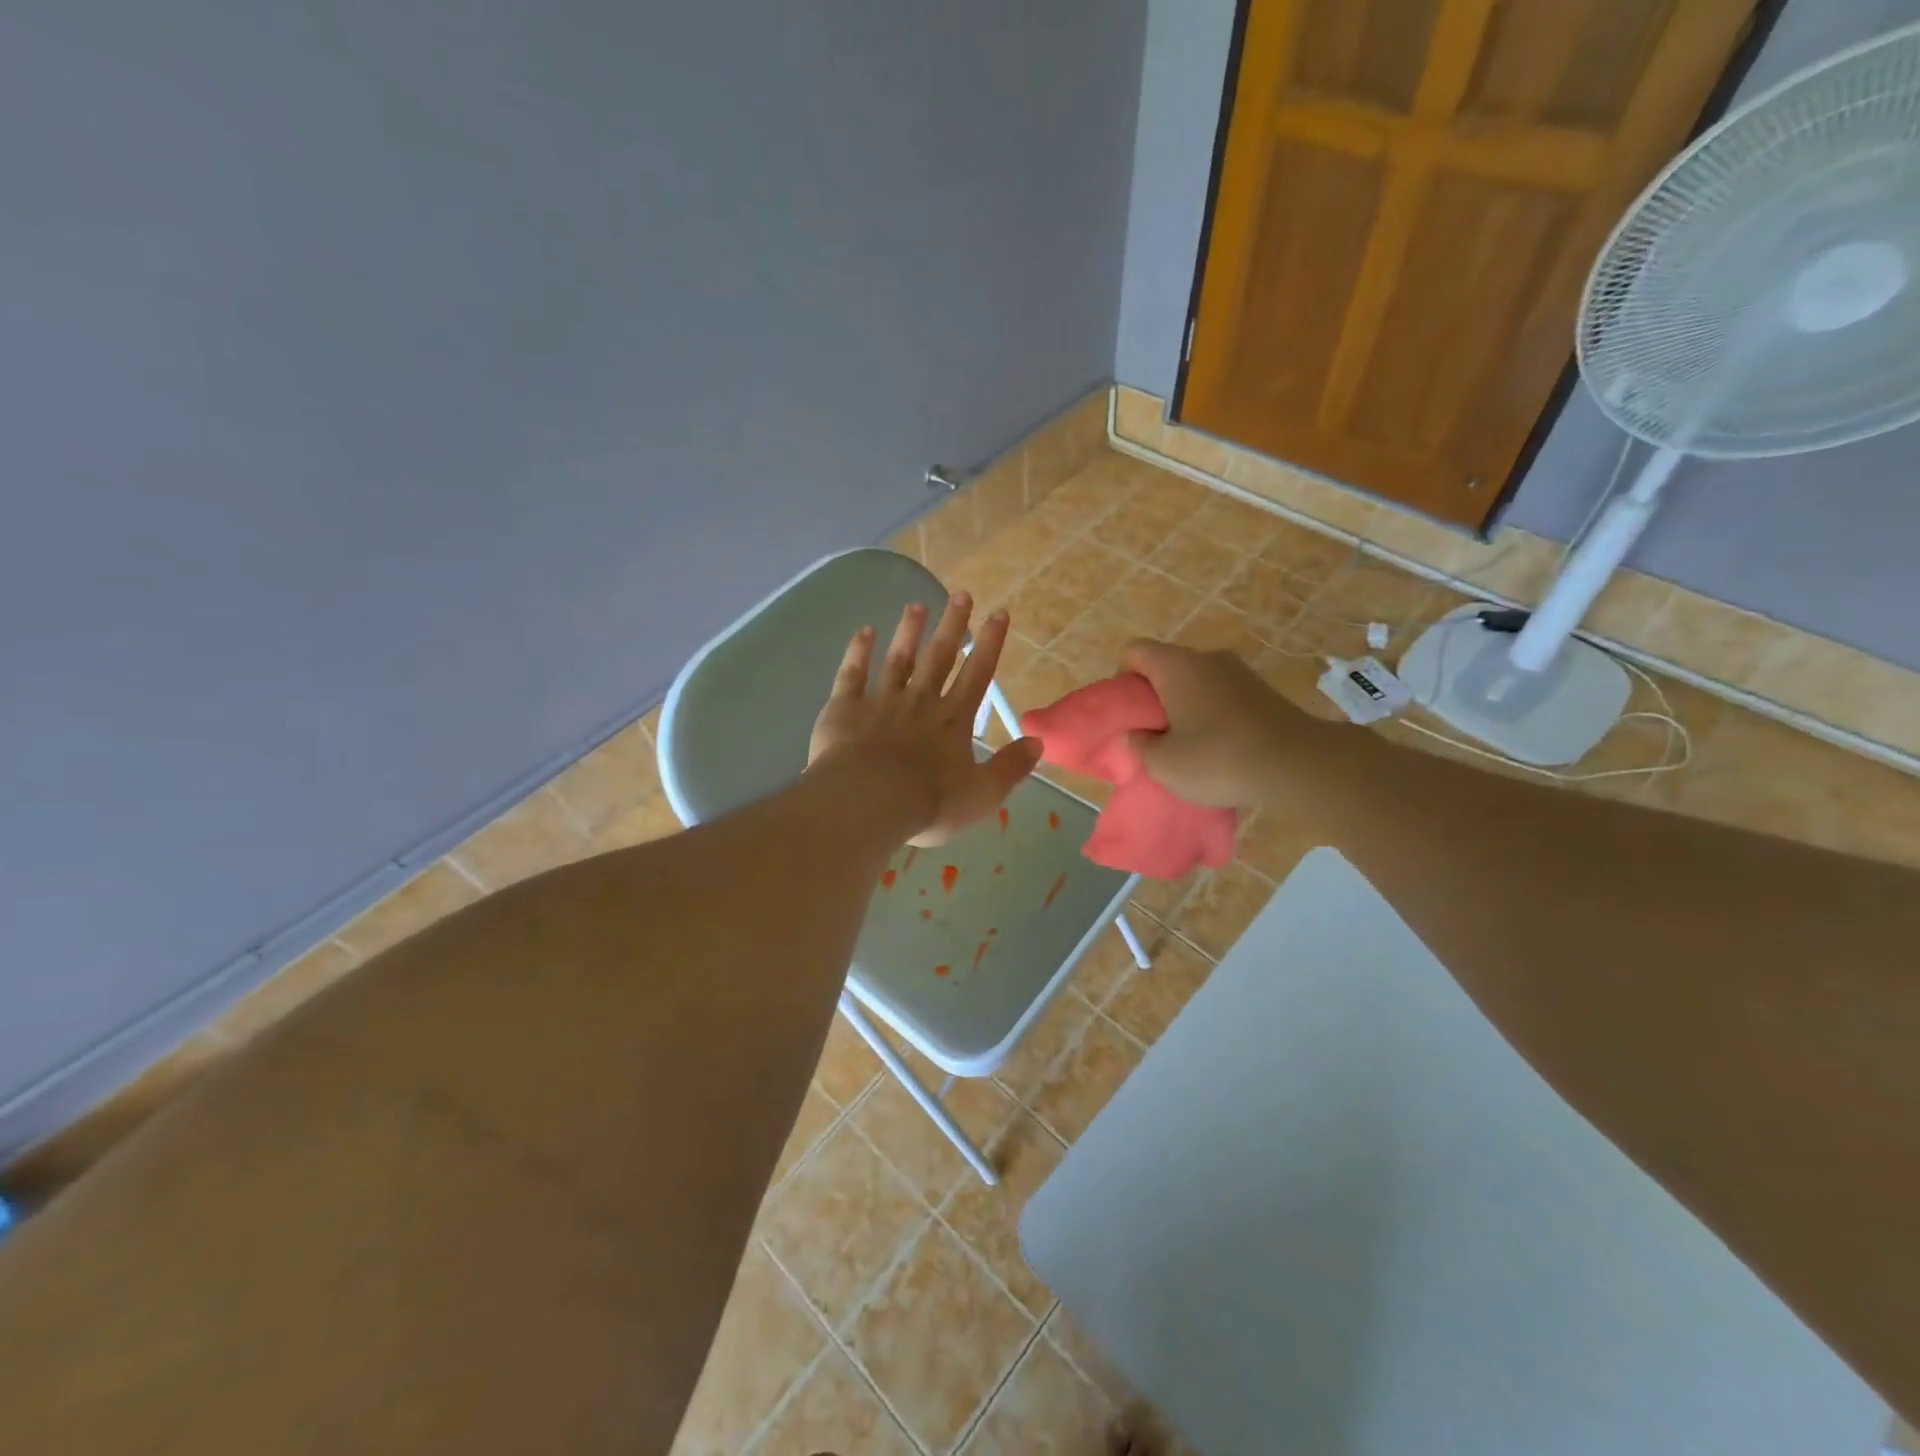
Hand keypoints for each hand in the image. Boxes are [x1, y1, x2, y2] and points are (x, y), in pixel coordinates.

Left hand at [809, 593, 1042, 846]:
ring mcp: (881, 702)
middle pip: (939, 657)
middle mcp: (920, 702)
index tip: (999, 613)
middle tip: (961, 594)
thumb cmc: (928, 803)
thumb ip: (1010, 767)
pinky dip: (858, 652)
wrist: (868, 802)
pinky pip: (852, 674)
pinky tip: (864, 631)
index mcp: (953, 721)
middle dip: (953, 626)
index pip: (978, 675)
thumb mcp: (982, 794)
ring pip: (898, 659)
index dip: (990, 644)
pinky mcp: (845, 708)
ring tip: (917, 605)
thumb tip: (1038, 742)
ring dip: (909, 632)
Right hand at [1122, 640, 1317, 810]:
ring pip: (1198, 682)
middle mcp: (1208, 658)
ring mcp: (1241, 673)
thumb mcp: (1162, 763)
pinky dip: (1214, 715)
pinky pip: (1224, 696)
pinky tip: (1220, 749)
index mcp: (1176, 666)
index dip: (1123, 679)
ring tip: (1188, 745)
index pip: (1136, 652)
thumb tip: (1137, 735)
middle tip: (1154, 734)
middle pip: (1168, 666)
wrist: (1296, 765)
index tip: (1130, 713)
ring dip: (1186, 707)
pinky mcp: (1265, 692)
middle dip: (1155, 697)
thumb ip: (1139, 745)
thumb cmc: (1217, 759)